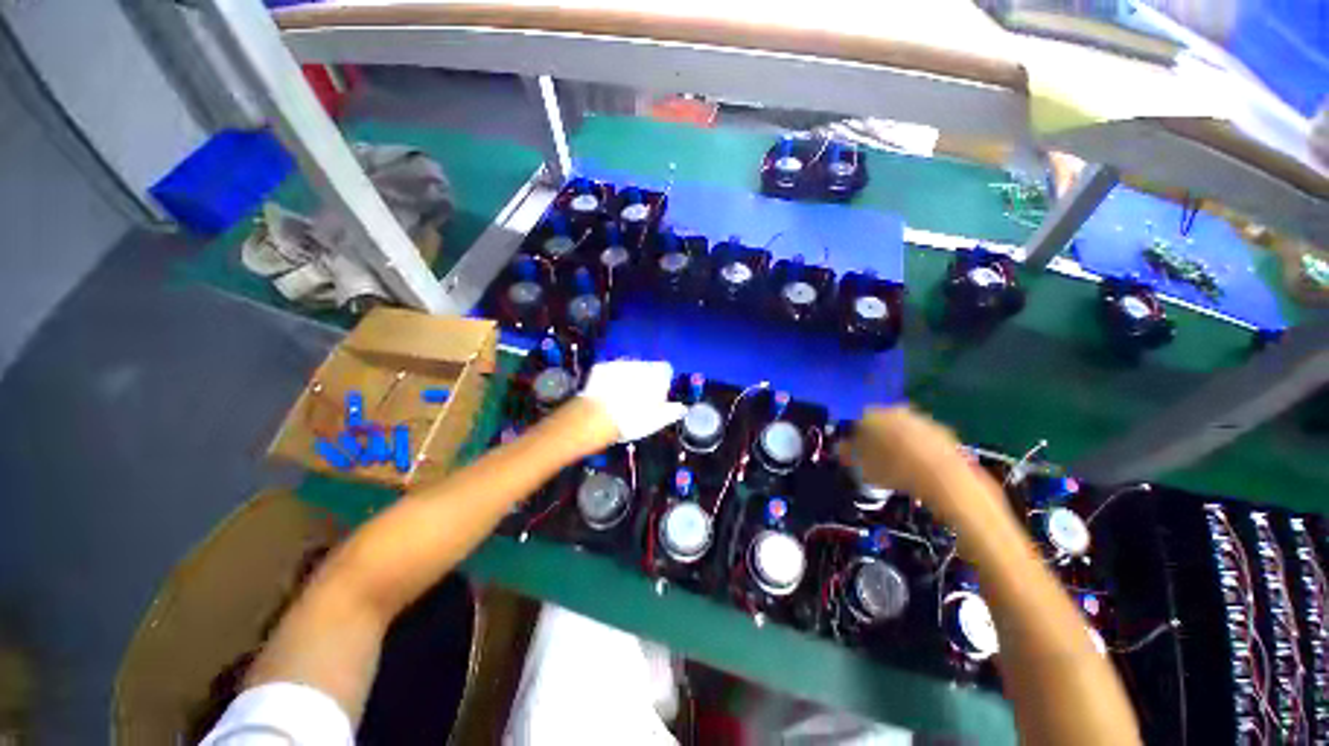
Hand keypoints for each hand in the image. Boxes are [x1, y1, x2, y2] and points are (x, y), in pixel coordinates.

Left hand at [578, 360, 687, 442]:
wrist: (597, 417)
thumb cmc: (633, 420)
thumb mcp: (657, 420)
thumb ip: (672, 411)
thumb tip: (681, 408)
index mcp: (658, 374)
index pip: (666, 371)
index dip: (662, 384)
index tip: (656, 397)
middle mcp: (640, 363)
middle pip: (646, 369)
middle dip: (643, 380)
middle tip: (637, 400)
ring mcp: (619, 363)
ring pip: (628, 369)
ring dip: (627, 378)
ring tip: (620, 398)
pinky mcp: (601, 367)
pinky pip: (610, 371)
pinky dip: (609, 380)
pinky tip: (605, 394)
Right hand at [840, 406, 1002, 527]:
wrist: (943, 477)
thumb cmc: (894, 470)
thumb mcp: (861, 467)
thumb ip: (847, 454)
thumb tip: (841, 447)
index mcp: (871, 415)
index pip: (855, 420)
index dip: (853, 436)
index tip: (854, 451)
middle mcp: (894, 410)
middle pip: (880, 421)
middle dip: (876, 436)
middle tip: (875, 457)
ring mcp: (920, 418)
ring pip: (902, 428)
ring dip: (898, 441)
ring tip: (897, 465)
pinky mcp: (942, 430)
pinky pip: (922, 437)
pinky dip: (918, 447)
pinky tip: (918, 466)